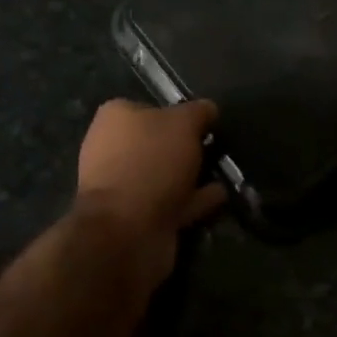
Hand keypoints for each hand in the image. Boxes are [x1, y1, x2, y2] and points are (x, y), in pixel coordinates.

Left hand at [75, 99, 225, 251]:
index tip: (207, 124)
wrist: (128, 229)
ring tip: (223, 172)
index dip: (179, 113)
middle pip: (158, 143)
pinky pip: (173, 202)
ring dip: (192, 175)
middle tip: (218, 149)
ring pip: (166, 174)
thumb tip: (208, 109)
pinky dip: (195, 199)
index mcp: (115, 118)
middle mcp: (113, 149)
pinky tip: (220, 195)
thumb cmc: (150, 161)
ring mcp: (124, 186)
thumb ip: (198, 112)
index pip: (150, 108)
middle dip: (186, 147)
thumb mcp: (183, 123)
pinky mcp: (138, 217)